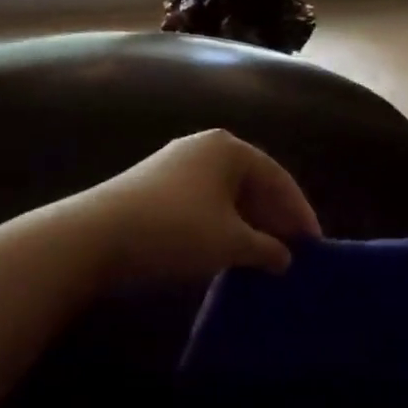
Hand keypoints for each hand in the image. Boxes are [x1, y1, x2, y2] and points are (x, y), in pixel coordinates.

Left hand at [65, 130, 321, 285]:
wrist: (92, 238)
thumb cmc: (175, 231)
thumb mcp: (231, 243)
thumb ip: (267, 249)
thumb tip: (286, 258)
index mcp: (229, 149)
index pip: (278, 178)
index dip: (300, 212)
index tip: (315, 244)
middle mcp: (203, 148)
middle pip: (253, 184)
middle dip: (274, 218)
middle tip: (293, 251)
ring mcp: (175, 166)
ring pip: (227, 196)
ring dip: (249, 225)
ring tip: (264, 255)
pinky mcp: (153, 188)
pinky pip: (204, 204)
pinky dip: (222, 226)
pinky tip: (227, 252)